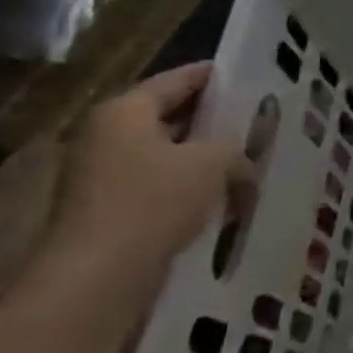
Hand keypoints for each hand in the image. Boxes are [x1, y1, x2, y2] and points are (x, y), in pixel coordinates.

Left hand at [43, 64, 249, 295]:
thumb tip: (242, 155)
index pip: (177, 79)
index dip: (215, 76)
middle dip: (211, 119)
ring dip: (201, 156)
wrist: (97, 277)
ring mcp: (100, 175)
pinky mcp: (106, 210)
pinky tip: (221, 195)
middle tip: (255, 117)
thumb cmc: (154, 202)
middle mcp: (106, 135)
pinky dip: (186, 185)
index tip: (249, 75)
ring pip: (164, 153)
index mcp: (125, 112)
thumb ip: (234, 146)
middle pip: (168, 115)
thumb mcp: (213, 162)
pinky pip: (157, 184)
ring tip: (246, 157)